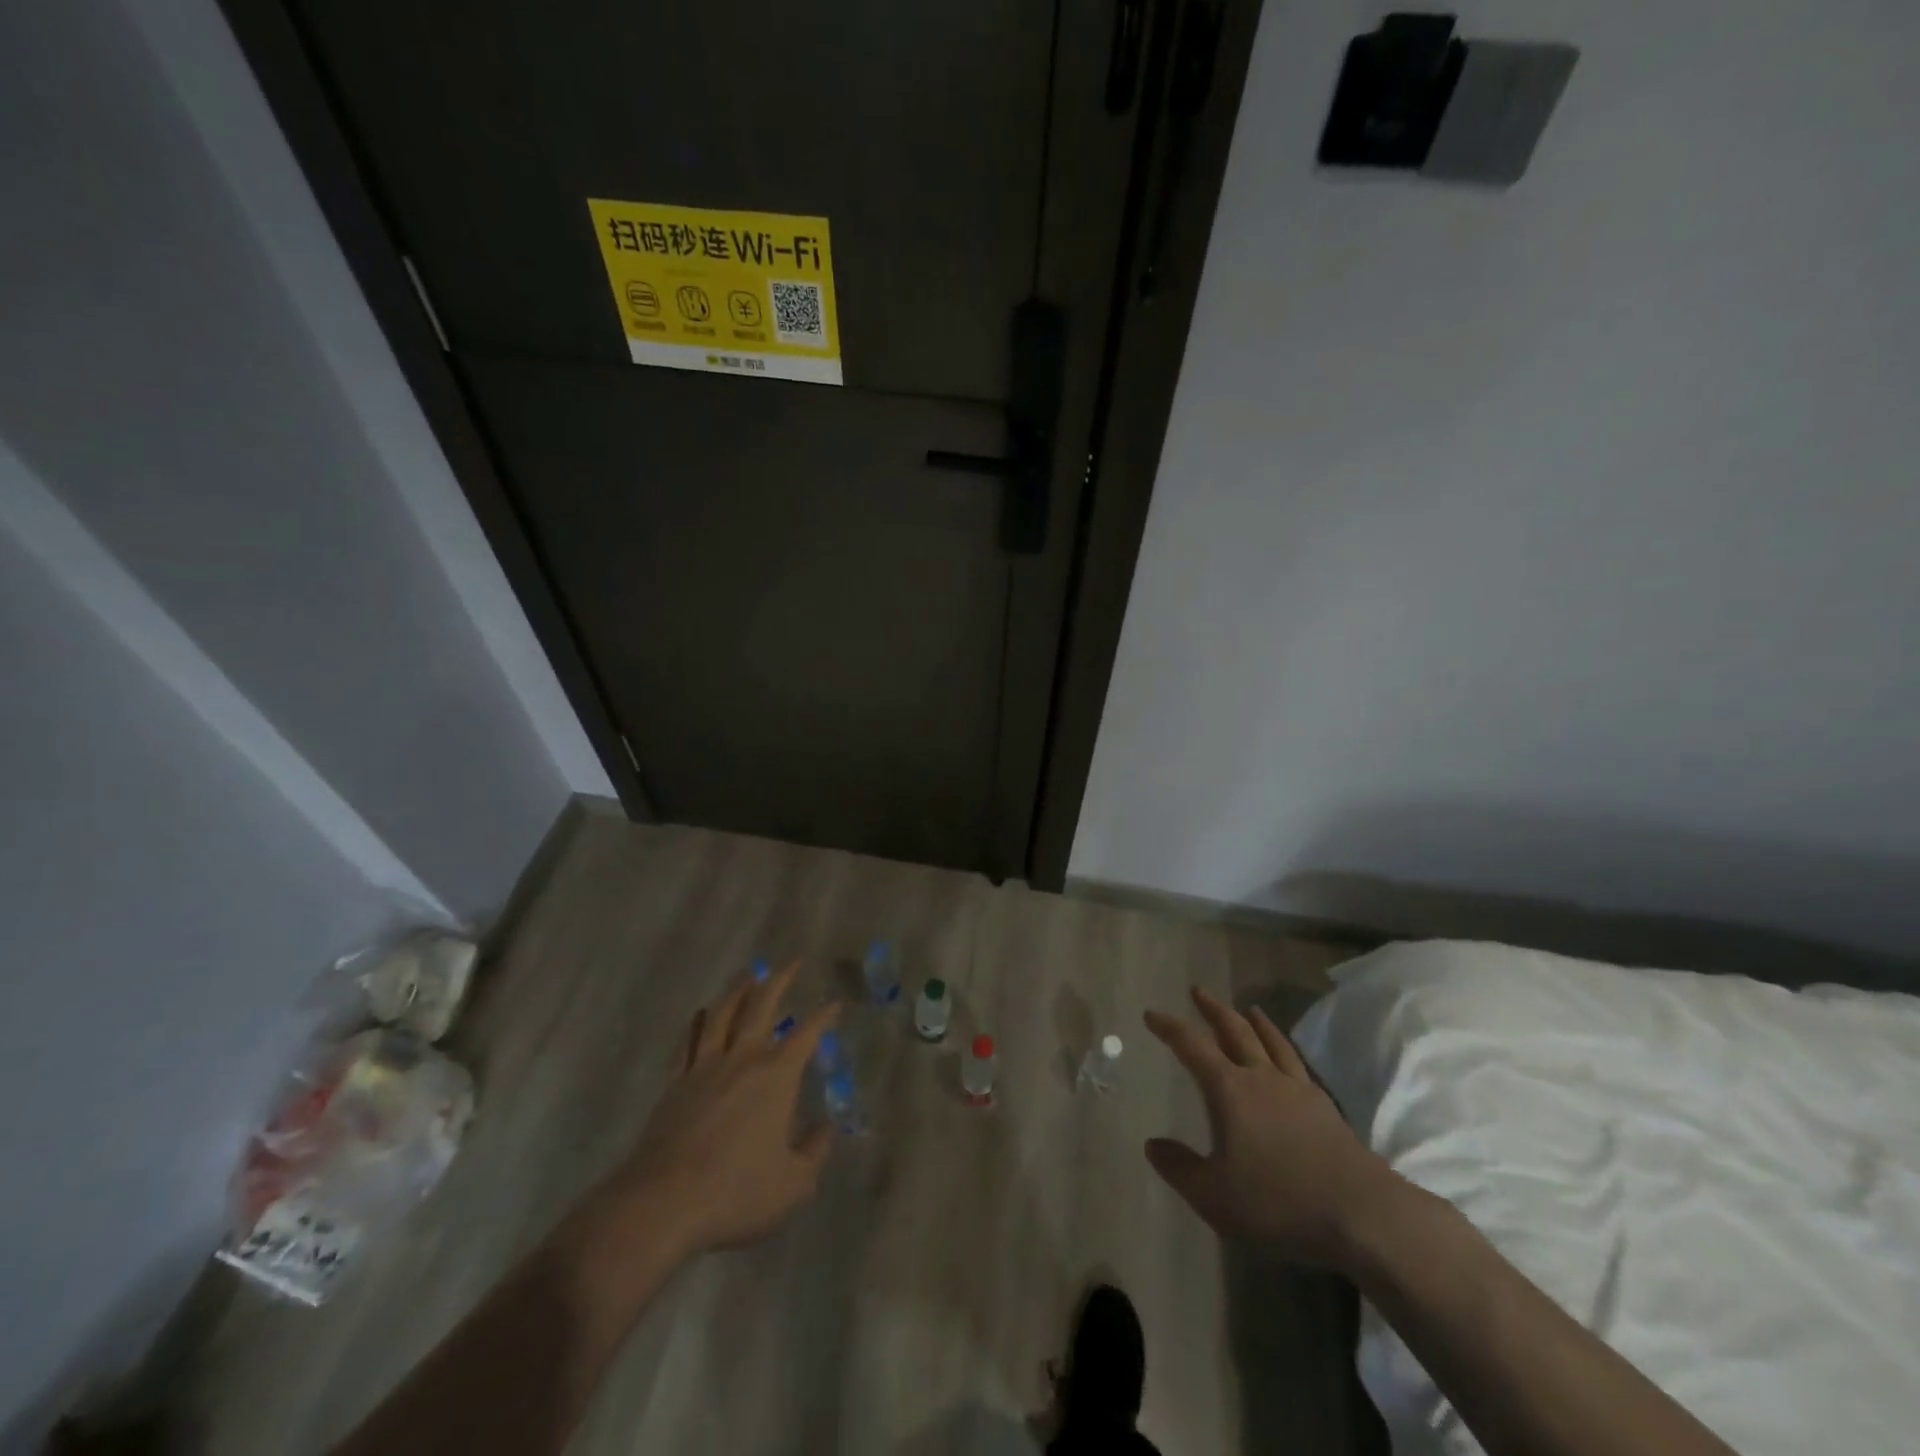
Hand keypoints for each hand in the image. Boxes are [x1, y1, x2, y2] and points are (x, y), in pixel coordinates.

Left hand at [599, 962, 838, 1261]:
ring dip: (738, 990)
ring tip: (749, 974)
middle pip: (761, 1007)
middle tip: (791, 963)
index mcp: (776, 1077)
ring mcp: (704, 1067)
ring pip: (722, 1014)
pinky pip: (689, 1040)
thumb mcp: (793, 1184)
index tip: (834, 1004)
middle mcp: (742, 1059)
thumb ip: (814, 1152)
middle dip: (779, 981)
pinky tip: (701, 1013)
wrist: (663, 1203)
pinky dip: (698, 1021)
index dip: (823, 1016)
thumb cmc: (736, 1192)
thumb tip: (825, 1129)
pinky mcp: (675, 1083)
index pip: (806, 1034)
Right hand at [1144, 986, 1396, 1267]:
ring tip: (1248, 1009)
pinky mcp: (1325, 1108)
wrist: (1361, 1215)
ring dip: (1254, 1022)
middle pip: (1235, 1031)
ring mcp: (1297, 1089)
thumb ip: (1180, 1168)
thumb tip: (1152, 1143)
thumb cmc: (1279, 1201)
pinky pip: (1297, 1063)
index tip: (1152, 1014)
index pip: (1192, 1046)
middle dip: (1213, 1010)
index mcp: (1230, 1090)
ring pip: (1271, 1042)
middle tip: (1198, 992)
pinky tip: (1286, 1055)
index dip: (1170, 1028)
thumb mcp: (1214, 1195)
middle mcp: (1262, 1078)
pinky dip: (1284, 1048)